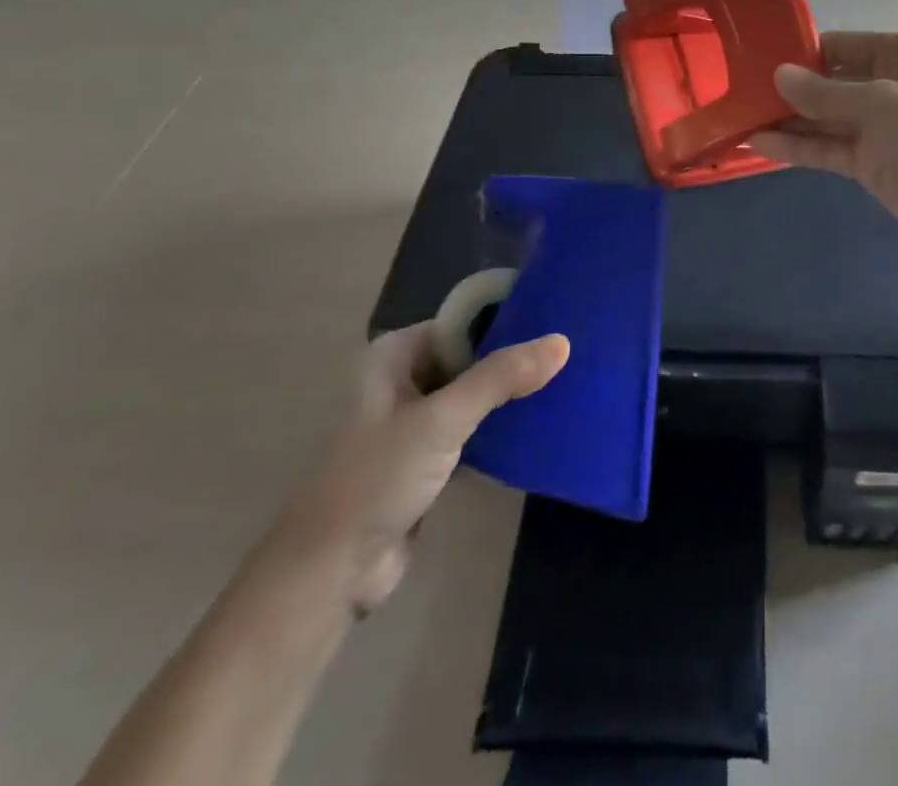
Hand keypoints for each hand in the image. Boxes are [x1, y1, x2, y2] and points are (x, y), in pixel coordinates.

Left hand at [265, 324, 568, 616]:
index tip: (556, 321)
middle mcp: (403, 379)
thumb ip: (500, 378)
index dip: (506, 319)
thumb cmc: (376, 480)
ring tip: (566, 384)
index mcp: (394, 355)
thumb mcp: (441, 421)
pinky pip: (472, 431)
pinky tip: (540, 426)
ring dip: (509, 396)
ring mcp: (414, 422)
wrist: (327, 576)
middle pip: (470, 357)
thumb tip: (563, 342)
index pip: (462, 322)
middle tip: (570, 355)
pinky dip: (500, 429)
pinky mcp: (426, 460)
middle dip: (513, 359)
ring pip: (473, 395)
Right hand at [750, 31, 897, 264]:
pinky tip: (757, 144)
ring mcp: (874, 126)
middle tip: (735, 92)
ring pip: (820, 118)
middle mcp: (883, 84)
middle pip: (825, 82)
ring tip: (736, 118)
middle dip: (785, 89)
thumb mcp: (880, 104)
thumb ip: (825, 92)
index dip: (798, 53)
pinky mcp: (866, 161)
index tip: (753, 59)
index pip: (836, 45)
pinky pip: (824, 148)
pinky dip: (795, 148)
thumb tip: (778, 74)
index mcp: (897, 54)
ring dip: (784, 120)